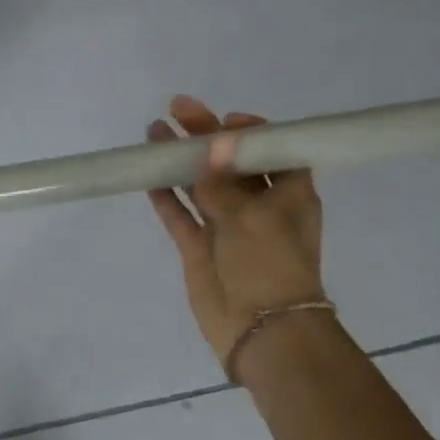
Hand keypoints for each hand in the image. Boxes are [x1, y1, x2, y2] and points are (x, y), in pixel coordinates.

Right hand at [146, 96, 326, 379]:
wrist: (261, 330)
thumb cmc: (271, 265)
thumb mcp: (252, 217)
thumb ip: (224, 182)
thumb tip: (209, 146)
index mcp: (289, 194)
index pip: (272, 151)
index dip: (249, 133)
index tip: (225, 121)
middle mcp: (259, 205)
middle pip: (230, 162)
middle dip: (206, 136)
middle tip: (178, 109)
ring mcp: (225, 226)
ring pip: (201, 185)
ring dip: (182, 160)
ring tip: (155, 132)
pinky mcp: (199, 247)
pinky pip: (180, 215)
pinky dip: (167, 196)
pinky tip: (150, 174)